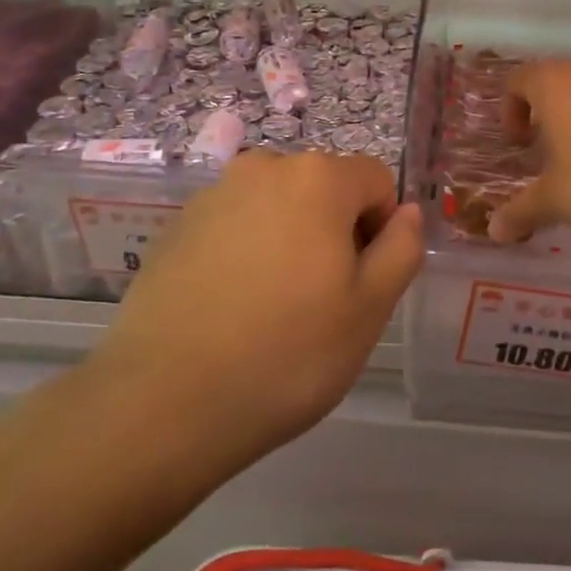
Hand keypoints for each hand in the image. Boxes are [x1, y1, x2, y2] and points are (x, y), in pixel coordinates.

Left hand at [95, 150, 423, 465]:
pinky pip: (235, 226)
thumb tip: (407, 213)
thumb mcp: (369, 309)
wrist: (162, 402)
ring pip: (278, 207)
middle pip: (324, 188)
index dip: (382, 228)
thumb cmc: (287, 354)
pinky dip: (247, 252)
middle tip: (321, 300)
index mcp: (317, 178)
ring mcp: (212, 195)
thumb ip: (402, 248)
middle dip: (335, 231)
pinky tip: (231, 309)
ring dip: (290, 240)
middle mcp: (263, 168)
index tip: (362, 282)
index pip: (375, 180)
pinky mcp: (175, 227)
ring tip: (273, 307)